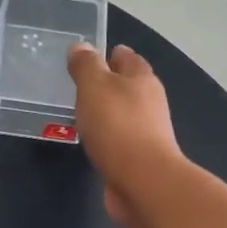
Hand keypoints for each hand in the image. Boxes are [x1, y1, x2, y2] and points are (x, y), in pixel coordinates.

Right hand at [67, 42, 183, 227]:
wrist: (142, 181)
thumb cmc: (117, 126)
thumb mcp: (95, 87)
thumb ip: (86, 66)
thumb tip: (81, 47)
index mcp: (141, 79)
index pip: (127, 57)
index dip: (109, 54)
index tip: (88, 56)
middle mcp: (149, 102)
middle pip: (127, 85)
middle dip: (106, 83)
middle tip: (78, 84)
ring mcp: (146, 131)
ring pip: (121, 113)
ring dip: (104, 111)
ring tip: (79, 112)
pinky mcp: (138, 157)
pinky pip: (117, 138)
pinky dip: (105, 136)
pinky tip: (90, 140)